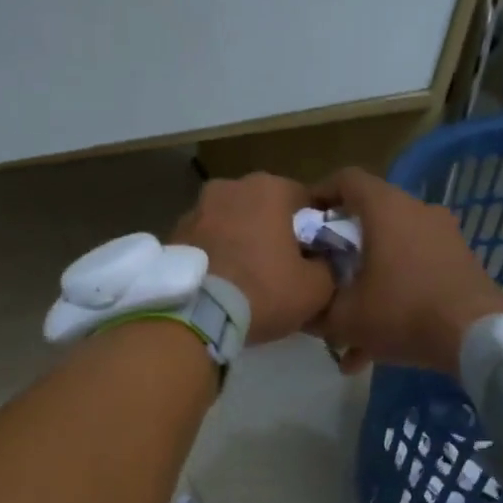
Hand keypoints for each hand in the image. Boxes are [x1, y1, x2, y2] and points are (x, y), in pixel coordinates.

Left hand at [170, 173, 335, 346]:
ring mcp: (196, 208)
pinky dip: (215, 254)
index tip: (313, 255)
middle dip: (273, 231)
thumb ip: (329, 266)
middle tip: (280, 268)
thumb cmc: (263, 292)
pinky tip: (221, 282)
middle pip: (264, 208)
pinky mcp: (173, 233)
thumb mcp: (315, 288)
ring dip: (241, 241)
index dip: (313, 229)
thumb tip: (325, 262)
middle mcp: (230, 186)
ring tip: (246, 278)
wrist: (195, 316)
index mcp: (270, 188)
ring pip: (232, 222)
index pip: (305, 201)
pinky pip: (206, 241)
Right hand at [310, 167, 502, 376]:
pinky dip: (394, 299)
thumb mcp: (344, 318)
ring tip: (347, 329)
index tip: (301, 221)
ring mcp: (443, 236)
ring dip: (367, 285)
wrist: (476, 336)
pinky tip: (376, 349)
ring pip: (392, 253)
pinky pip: (415, 274)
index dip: (318, 194)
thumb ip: (316, 309)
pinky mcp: (460, 263)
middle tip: (322, 275)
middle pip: (368, 219)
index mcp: (385, 208)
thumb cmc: (402, 312)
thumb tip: (303, 310)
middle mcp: (417, 211)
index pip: (345, 179)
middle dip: (341, 250)